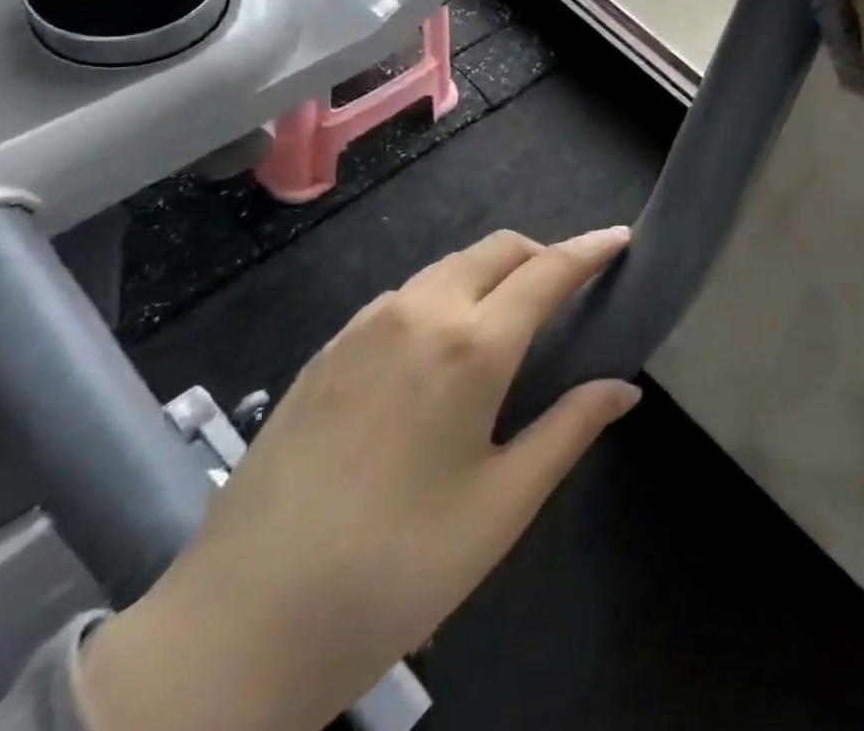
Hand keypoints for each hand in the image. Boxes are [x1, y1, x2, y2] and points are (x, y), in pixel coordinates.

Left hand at [78, 227, 639, 730]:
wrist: (239, 627)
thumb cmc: (395, 570)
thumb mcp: (501, 507)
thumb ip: (569, 430)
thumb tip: (624, 388)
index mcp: (471, 345)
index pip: (548, 271)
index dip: (591, 249)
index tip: (621, 236)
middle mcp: (419, 311)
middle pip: (497, 249)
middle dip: (541, 254)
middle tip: (569, 291)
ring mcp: (365, 324)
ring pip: (448, 267)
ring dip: (491, 274)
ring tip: (508, 323)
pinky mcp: (328, 347)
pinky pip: (405, 295)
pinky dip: (443, 296)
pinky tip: (439, 350)